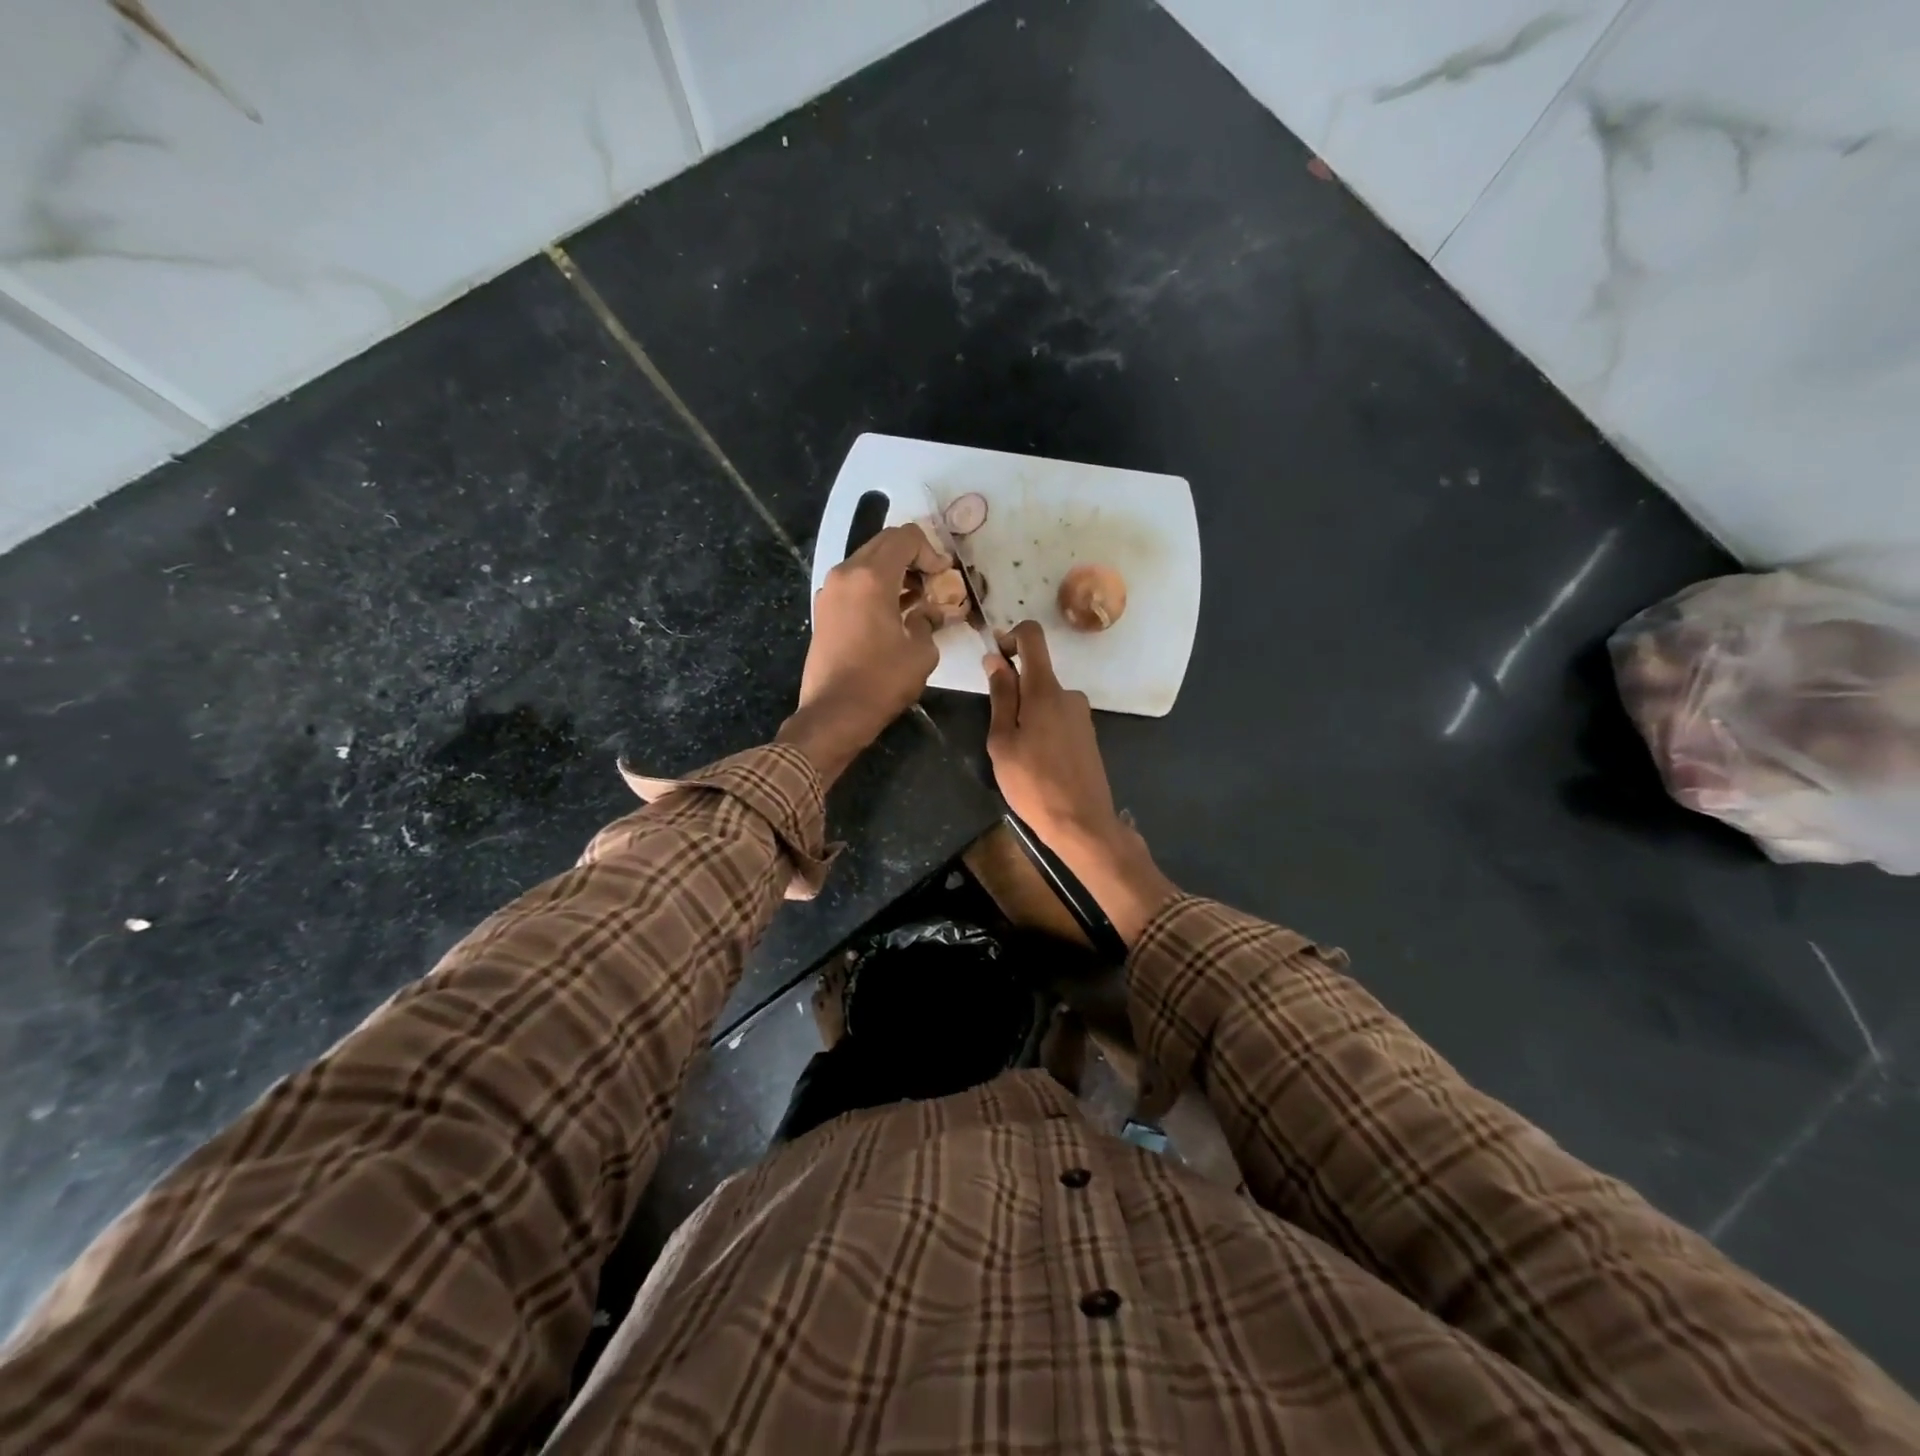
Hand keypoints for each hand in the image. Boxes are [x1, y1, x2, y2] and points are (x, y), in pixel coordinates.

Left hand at [779, 523, 950, 784]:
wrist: (833, 714)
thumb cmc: (881, 682)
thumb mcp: (921, 653)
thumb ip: (928, 622)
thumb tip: (928, 614)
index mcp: (871, 578)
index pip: (905, 538)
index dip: (931, 551)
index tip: (943, 576)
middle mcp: (845, 574)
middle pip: (883, 544)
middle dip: (912, 558)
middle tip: (933, 583)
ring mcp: (829, 591)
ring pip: (866, 563)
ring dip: (894, 572)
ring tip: (917, 600)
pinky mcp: (823, 610)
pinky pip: (854, 584)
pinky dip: (875, 588)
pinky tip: (893, 613)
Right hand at [985, 622, 1176, 943]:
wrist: (1082, 822)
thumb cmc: (1033, 784)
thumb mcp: (1003, 742)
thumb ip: (1000, 697)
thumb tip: (995, 659)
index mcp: (1045, 691)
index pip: (1032, 637)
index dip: (1010, 637)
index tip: (995, 658)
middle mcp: (1068, 694)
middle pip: (1036, 673)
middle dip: (1013, 691)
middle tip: (999, 732)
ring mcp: (1081, 714)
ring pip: (1045, 700)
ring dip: (1027, 715)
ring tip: (1018, 755)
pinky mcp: (1087, 734)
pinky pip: (1058, 717)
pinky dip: (1042, 728)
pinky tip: (1038, 763)